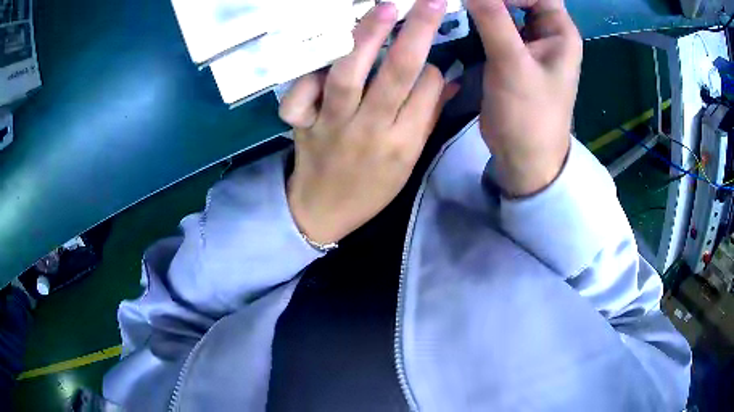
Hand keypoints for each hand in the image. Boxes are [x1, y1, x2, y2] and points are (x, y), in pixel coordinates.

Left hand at [279, 0, 457, 243]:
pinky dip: (312, 69)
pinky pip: (303, 92)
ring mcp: (333, 123)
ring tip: (384, 7)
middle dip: (417, 31)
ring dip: (367, 36)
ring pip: (350, 73)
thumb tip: (445, 79)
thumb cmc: (371, 189)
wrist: (321, 211)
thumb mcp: (409, 162)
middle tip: (430, 1)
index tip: (428, 58)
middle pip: (397, 72)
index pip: (425, 88)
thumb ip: (426, 118)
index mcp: (403, 142)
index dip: (431, 65)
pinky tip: (324, 47)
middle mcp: (371, 128)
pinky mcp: (304, 122)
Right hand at [467, 0, 582, 196]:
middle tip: (464, 1)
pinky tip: (459, 18)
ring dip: (483, 5)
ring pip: (504, 9)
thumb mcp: (512, 63)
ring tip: (458, 5)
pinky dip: (477, 19)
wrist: (523, 157)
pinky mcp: (510, 54)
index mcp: (559, 31)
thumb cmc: (529, 114)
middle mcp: (546, 32)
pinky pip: (493, 25)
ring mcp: (527, 42)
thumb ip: (492, 19)